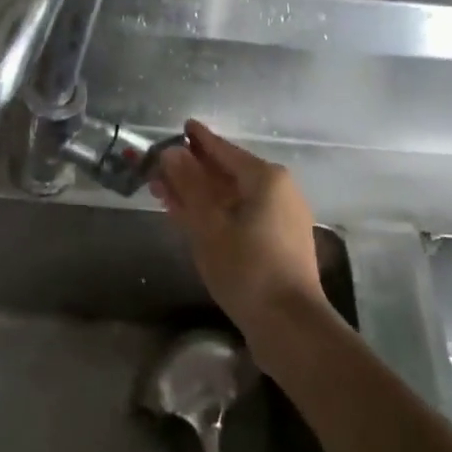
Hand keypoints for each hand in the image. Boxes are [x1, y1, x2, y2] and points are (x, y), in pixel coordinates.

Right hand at [153, 119, 329, 340]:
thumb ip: (189, 185)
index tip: (183, 125)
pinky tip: (190, 217)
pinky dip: (216, 213)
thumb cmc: (247, 268)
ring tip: (166, 192)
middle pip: (228, 172)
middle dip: (193, 170)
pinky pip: (241, 215)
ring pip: (233, 196)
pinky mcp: (279, 243)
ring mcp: (281, 218)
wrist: (290, 326)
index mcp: (266, 178)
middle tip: (161, 167)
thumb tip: (172, 152)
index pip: (224, 150)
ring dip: (200, 194)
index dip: (199, 139)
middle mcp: (278, 191)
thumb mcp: (209, 224)